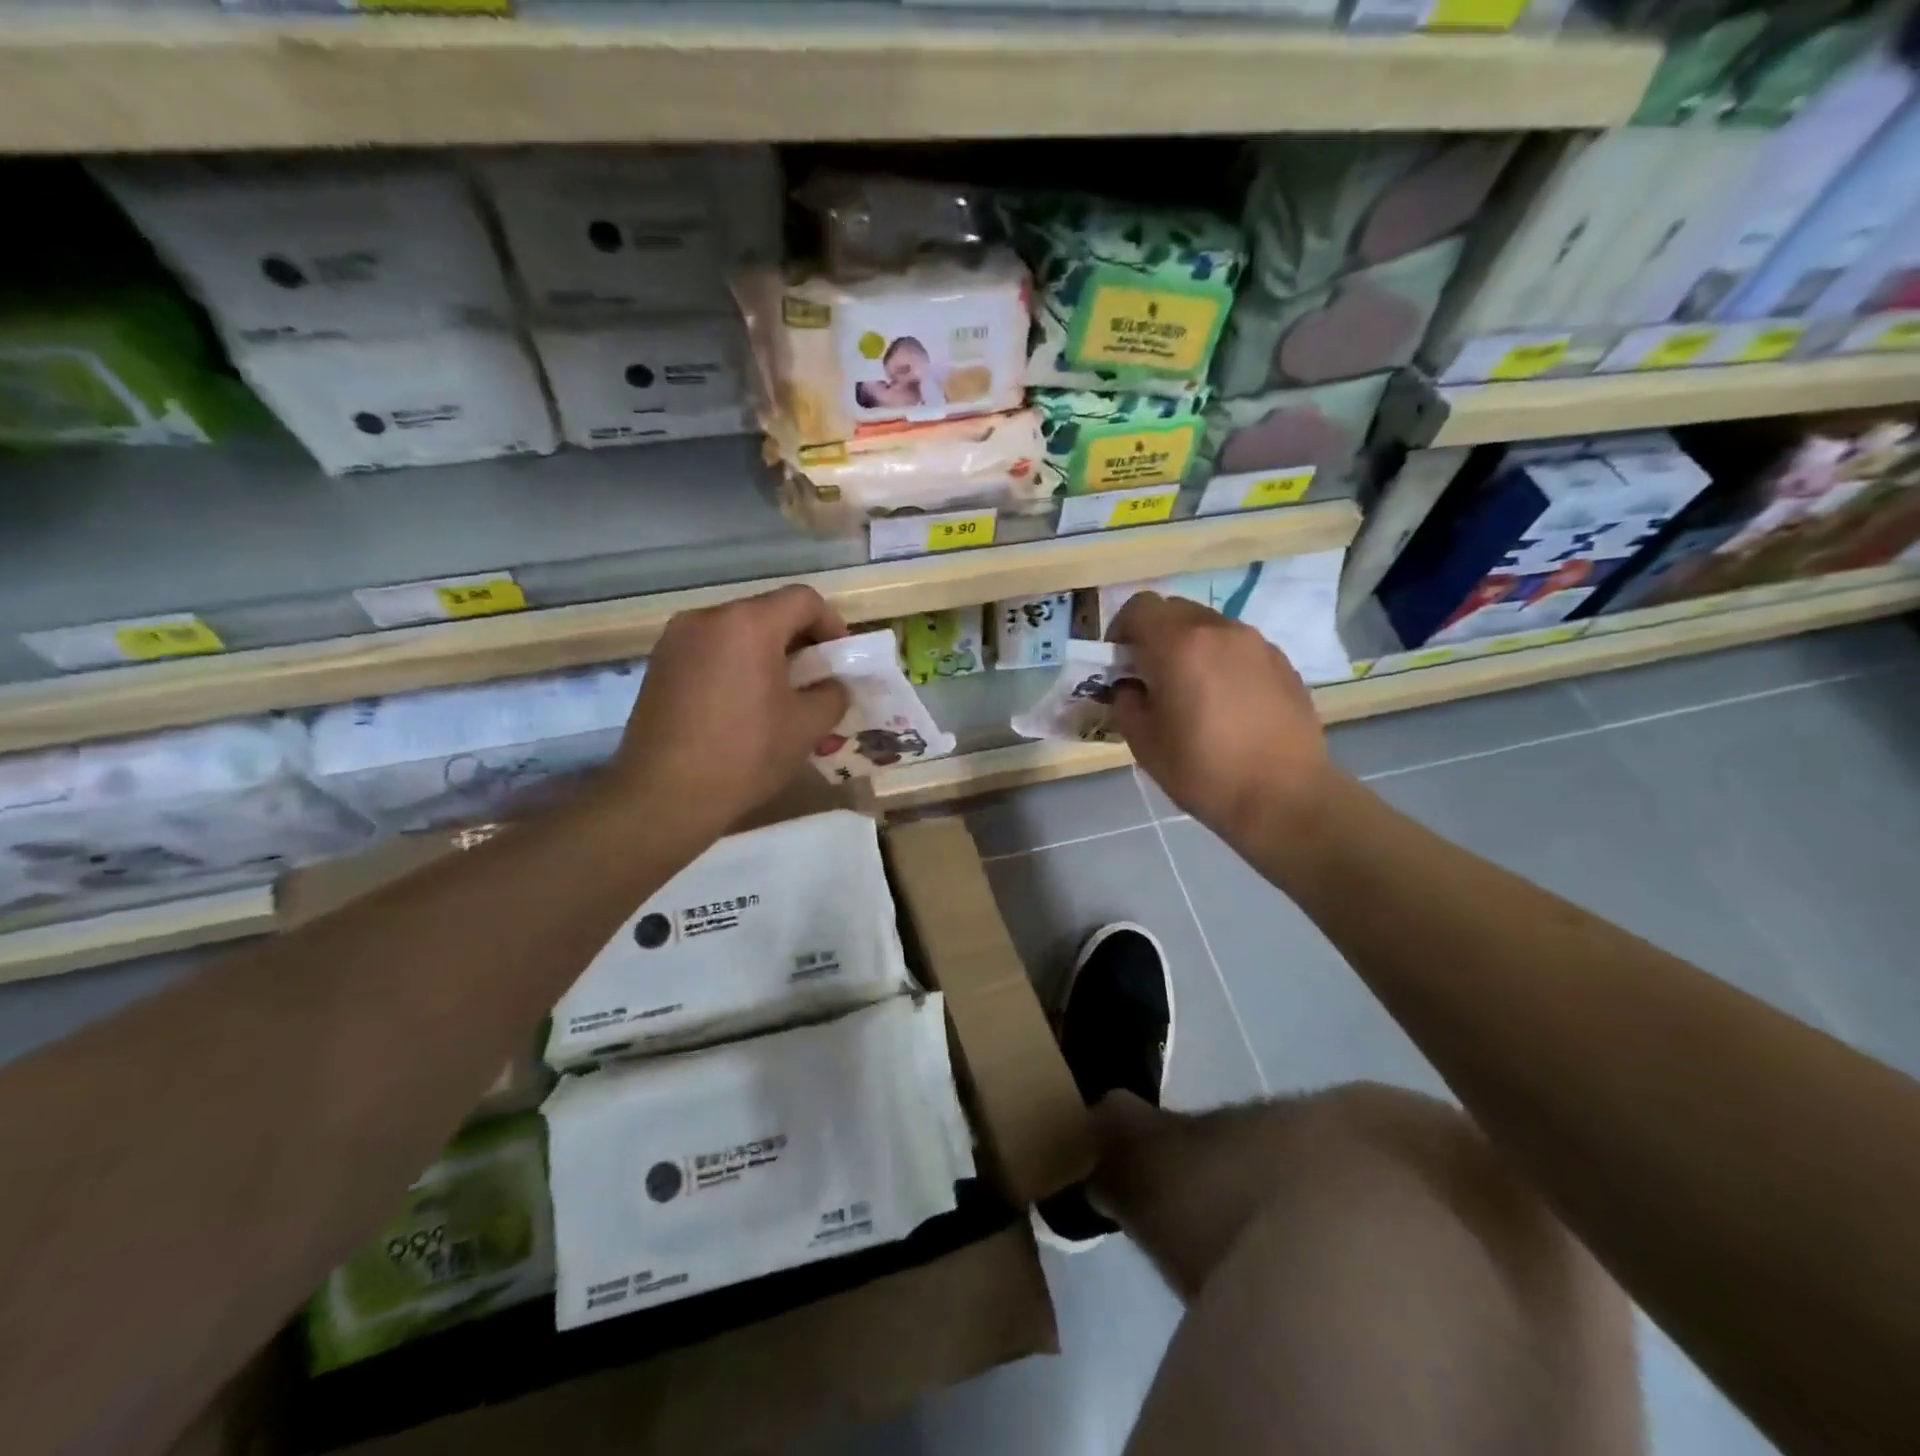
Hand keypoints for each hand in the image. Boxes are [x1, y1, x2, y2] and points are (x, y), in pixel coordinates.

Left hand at [613, 586, 850, 841]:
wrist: (663, 796)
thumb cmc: (744, 754)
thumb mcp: (807, 727)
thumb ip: (832, 695)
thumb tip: (832, 687)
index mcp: (748, 623)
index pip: (804, 600)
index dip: (832, 625)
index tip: (840, 661)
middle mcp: (707, 618)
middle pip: (767, 613)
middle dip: (799, 642)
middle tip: (816, 680)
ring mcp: (675, 640)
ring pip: (736, 633)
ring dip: (766, 655)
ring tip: (779, 696)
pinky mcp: (658, 666)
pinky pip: (709, 652)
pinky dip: (734, 666)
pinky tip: (741, 707)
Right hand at [1107, 592, 1331, 850]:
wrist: (1284, 798)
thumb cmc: (1204, 772)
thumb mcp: (1144, 743)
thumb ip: (1126, 703)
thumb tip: (1130, 688)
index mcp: (1179, 645)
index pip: (1139, 607)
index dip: (1121, 630)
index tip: (1119, 663)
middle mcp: (1220, 631)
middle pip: (1175, 611)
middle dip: (1155, 636)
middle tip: (1151, 677)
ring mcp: (1257, 644)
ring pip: (1209, 627)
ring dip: (1190, 648)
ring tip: (1191, 692)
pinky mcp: (1282, 663)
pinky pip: (1239, 648)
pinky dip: (1221, 662)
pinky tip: (1226, 705)